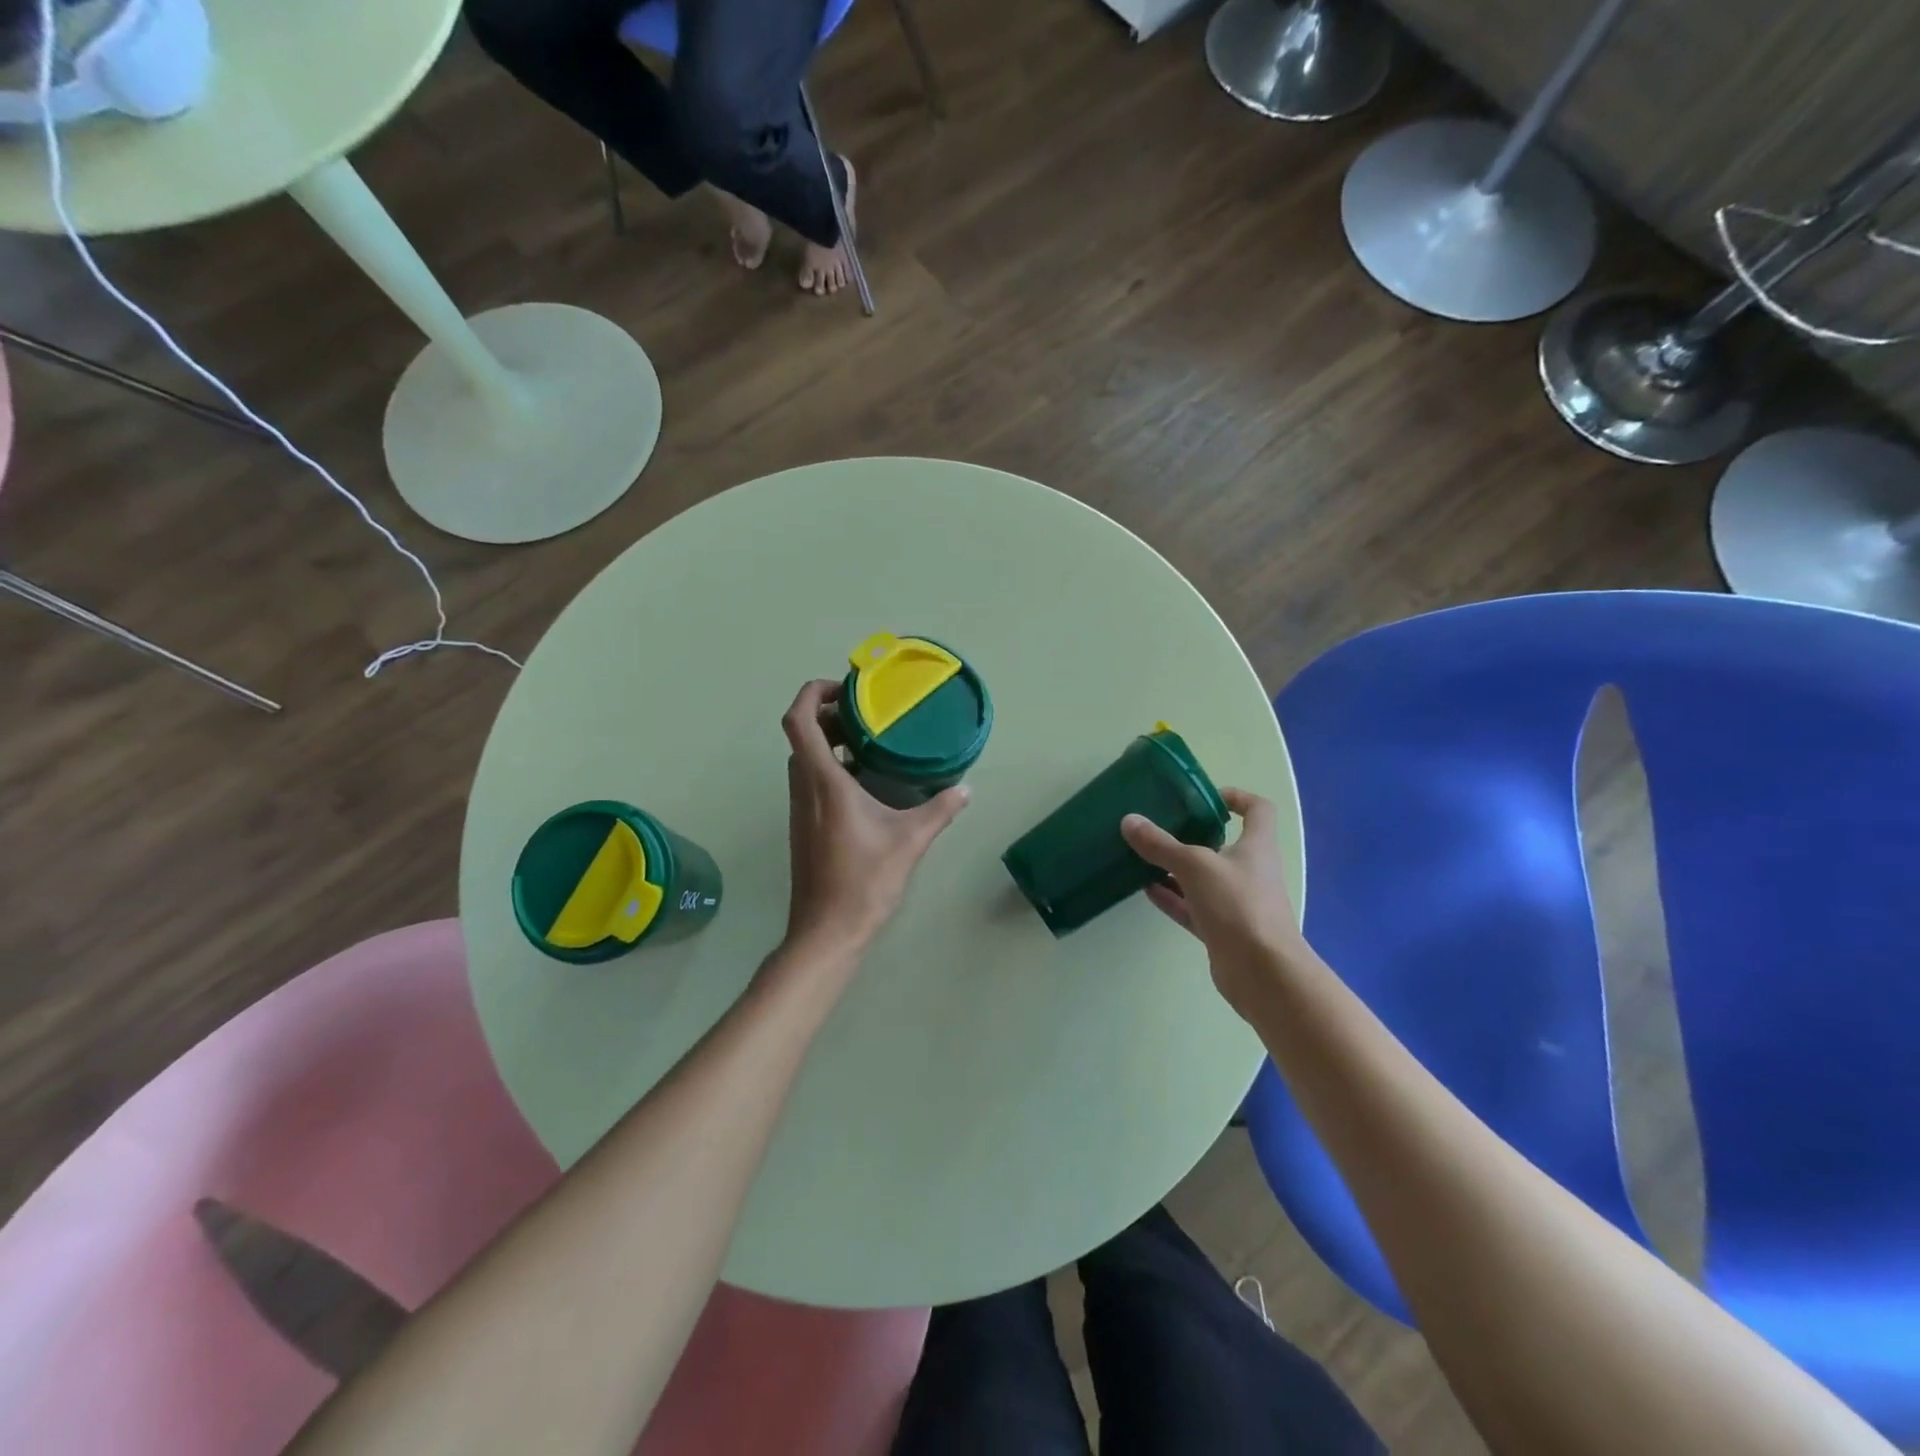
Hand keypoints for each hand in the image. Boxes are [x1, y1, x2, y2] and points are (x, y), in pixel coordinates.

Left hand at [779, 678, 969, 962]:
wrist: (827, 931)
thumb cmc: (864, 881)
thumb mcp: (909, 841)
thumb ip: (939, 810)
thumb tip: (965, 789)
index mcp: (823, 782)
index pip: (799, 721)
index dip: (812, 693)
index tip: (844, 689)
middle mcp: (804, 788)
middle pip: (801, 735)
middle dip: (829, 715)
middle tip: (867, 715)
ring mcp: (800, 809)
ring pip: (805, 758)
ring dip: (830, 741)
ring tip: (870, 742)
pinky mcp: (804, 826)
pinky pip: (811, 780)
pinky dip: (831, 767)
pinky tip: (865, 782)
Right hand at [1121, 789, 1311, 1015]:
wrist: (1262, 973)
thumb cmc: (1238, 905)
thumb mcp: (1194, 866)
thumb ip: (1161, 844)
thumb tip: (1129, 821)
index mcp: (1256, 846)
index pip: (1257, 810)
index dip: (1236, 797)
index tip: (1206, 797)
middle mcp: (1250, 871)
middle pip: (1223, 844)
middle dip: (1192, 835)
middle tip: (1161, 826)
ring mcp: (1237, 903)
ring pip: (1203, 878)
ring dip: (1176, 869)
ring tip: (1143, 857)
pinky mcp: (1223, 930)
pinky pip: (1193, 907)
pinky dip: (1173, 897)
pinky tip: (1146, 889)